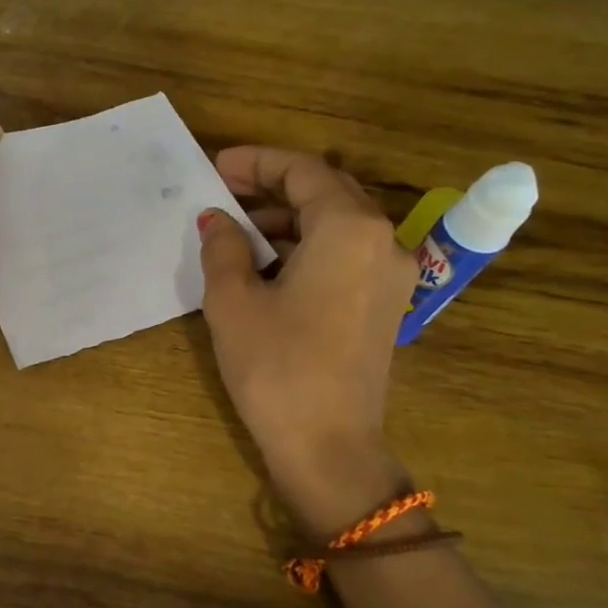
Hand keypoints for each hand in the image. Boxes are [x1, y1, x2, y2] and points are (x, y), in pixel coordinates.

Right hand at [197, 147, 417, 534]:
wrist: (328, 445)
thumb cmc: (275, 366)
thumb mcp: (234, 301)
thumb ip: (224, 248)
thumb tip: (216, 220)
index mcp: (349, 229)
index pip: (303, 171)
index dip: (256, 163)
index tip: (216, 167)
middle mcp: (383, 241)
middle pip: (327, 192)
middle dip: (274, 187)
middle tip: (224, 194)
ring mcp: (391, 275)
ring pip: (338, 225)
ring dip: (290, 219)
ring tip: (238, 232)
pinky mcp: (385, 305)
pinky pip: (347, 256)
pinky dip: (308, 248)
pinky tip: (269, 265)